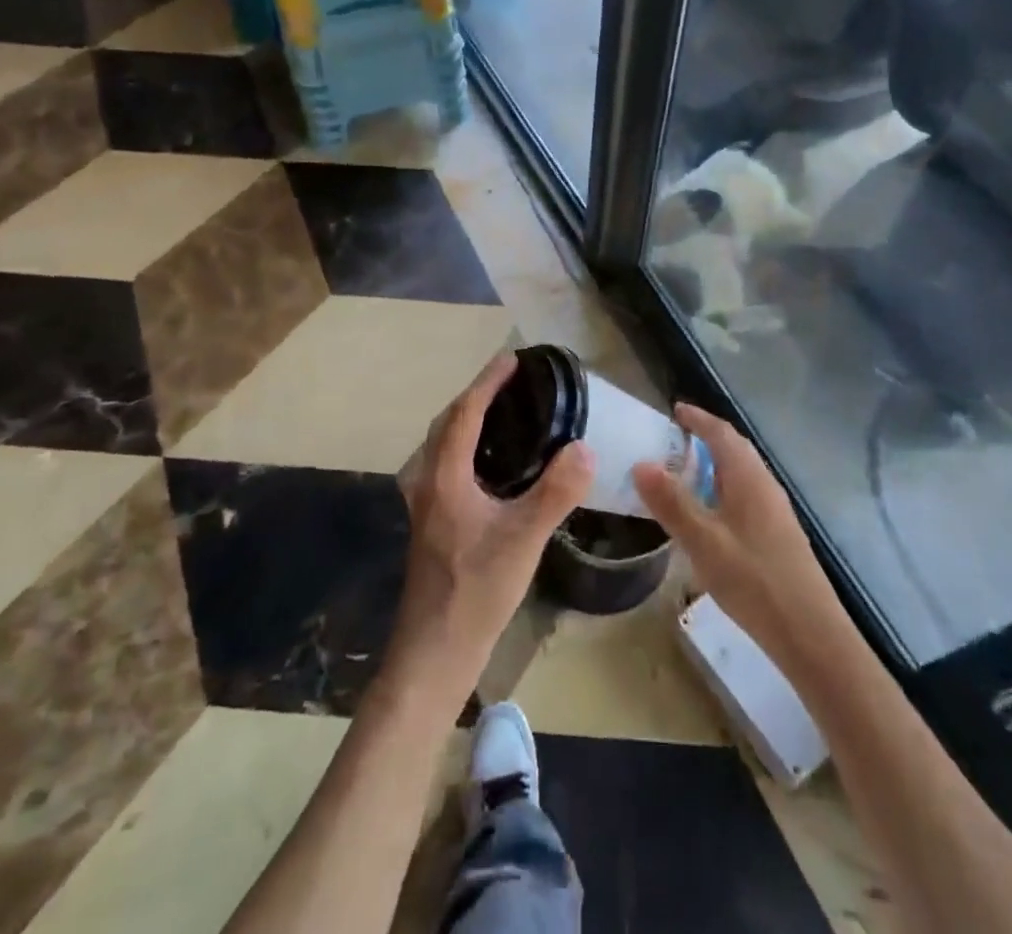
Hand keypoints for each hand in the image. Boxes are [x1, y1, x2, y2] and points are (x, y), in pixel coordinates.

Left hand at [391, 354, 592, 692]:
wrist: (435, 653)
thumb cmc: (476, 592)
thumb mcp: (523, 539)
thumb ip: (555, 492)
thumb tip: (585, 447)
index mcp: (444, 476)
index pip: (465, 412)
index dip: (488, 381)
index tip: (513, 359)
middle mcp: (428, 481)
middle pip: (448, 423)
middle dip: (477, 395)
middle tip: (513, 382)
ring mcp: (427, 503)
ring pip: (445, 445)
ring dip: (470, 420)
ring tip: (508, 413)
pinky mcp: (434, 522)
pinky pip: (449, 465)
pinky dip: (469, 447)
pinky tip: (496, 465)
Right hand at [634, 404, 844, 671]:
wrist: (810, 633)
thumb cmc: (753, 581)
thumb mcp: (703, 542)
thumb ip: (672, 503)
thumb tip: (641, 463)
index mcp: (748, 478)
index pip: (722, 433)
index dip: (698, 419)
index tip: (675, 410)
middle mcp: (765, 485)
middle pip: (736, 449)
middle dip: (707, 438)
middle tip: (676, 438)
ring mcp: (776, 511)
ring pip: (742, 474)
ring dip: (716, 465)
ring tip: (687, 473)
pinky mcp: (779, 534)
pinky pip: (747, 495)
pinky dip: (724, 489)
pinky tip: (711, 515)